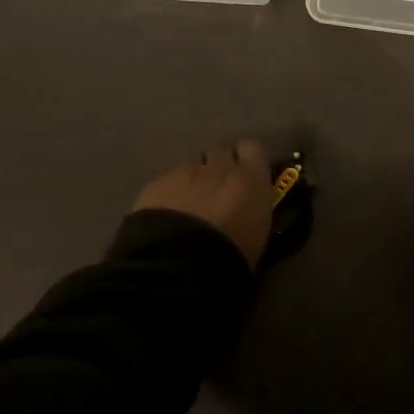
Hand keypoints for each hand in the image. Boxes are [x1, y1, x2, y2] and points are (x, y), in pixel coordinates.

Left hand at [132, 140, 274, 268]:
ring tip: (190, 205)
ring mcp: (185, 171)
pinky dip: (170, 192)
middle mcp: (219, 166)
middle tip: (218, 191)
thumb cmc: (231, 257)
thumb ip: (252, 207)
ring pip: (193, 164)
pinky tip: (166, 215)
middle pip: (221, 151)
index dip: (248, 159)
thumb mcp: (257, 233)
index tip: (247, 174)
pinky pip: (168, 180)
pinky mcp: (157, 183)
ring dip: (195, 178)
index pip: (253, 148)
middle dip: (220, 165)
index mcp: (250, 178)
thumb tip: (246, 205)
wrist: (179, 266)